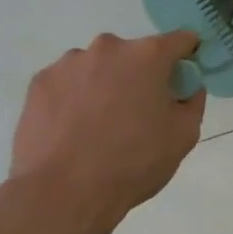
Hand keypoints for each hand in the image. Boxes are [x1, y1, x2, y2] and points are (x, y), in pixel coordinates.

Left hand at [7, 32, 205, 233]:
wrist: (63, 193)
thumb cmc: (133, 163)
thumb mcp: (184, 136)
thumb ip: (192, 102)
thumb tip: (186, 89)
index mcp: (148, 56)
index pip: (181, 40)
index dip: (188, 56)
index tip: (184, 78)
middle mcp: (108, 48)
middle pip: (135, 54)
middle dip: (141, 75)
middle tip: (139, 113)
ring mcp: (69, 63)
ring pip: (99, 67)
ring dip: (105, 85)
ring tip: (99, 126)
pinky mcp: (39, 82)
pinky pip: (68, 83)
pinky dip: (75, 98)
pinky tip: (73, 130)